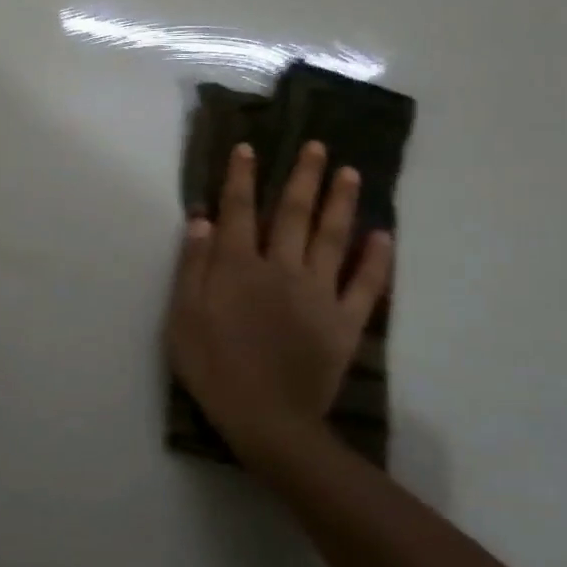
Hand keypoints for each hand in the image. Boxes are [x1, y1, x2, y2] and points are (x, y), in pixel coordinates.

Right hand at [166, 141, 392, 467]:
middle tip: (318, 147)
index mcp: (239, 267)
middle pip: (294, 214)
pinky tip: (383, 235)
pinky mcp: (345, 322)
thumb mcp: (184, 317)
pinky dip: (376, 259)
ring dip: (341, 203)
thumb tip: (202, 219)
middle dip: (304, 177)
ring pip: (333, 238)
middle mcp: (282, 269)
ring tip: (351, 173)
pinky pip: (366, 285)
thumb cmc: (214, 367)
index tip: (250, 148)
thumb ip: (193, 266)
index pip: (240, 211)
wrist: (266, 419)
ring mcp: (319, 294)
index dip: (243, 178)